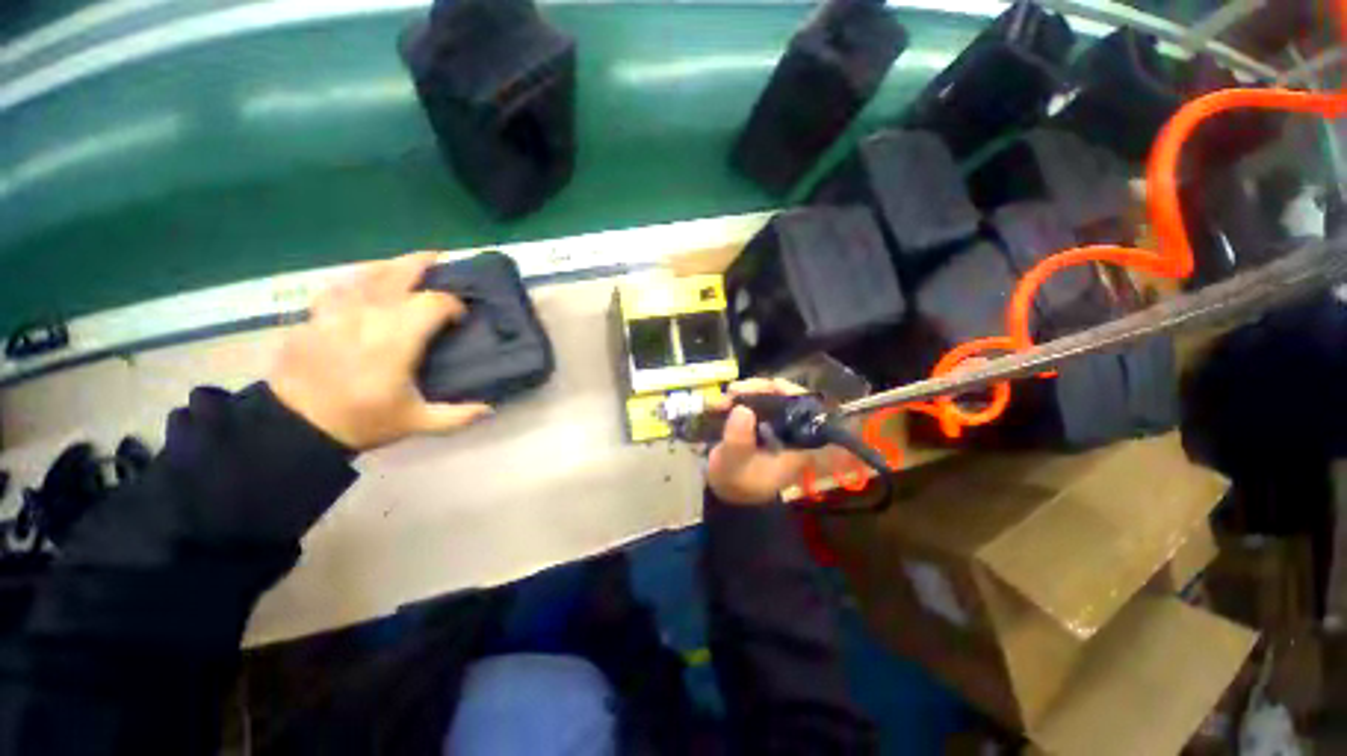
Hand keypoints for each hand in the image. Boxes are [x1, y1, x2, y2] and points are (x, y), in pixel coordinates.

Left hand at [268, 252, 492, 450]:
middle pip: (399, 275)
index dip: (453, 304)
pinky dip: (357, 278)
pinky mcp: (316, 316)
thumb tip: (490, 409)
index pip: (433, 303)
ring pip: (367, 273)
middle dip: (423, 264)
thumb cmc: (362, 420)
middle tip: (441, 261)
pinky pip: (340, 285)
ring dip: (391, 265)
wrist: (296, 426)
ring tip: (407, 265)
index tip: (461, 317)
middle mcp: (369, 317)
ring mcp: (338, 312)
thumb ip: (457, 416)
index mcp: (397, 340)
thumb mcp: (416, 423)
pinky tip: (364, 281)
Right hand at [707, 379, 809, 505]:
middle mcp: (790, 431)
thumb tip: (743, 409)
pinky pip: (755, 404)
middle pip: (784, 398)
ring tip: (725, 397)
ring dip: (747, 393)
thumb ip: (738, 440)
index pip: (804, 408)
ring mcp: (775, 427)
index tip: (761, 387)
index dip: (786, 392)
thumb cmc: (734, 482)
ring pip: (768, 398)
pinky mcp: (761, 425)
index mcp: (796, 443)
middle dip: (759, 389)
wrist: (725, 496)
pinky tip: (724, 401)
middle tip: (733, 391)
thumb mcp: (733, 464)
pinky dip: (740, 399)